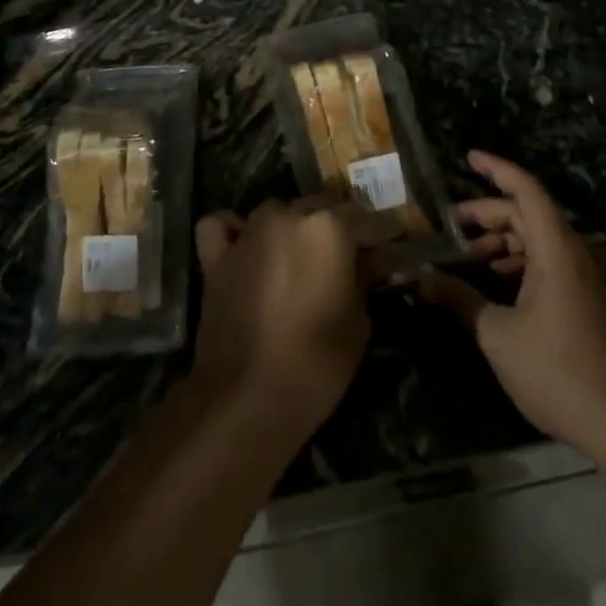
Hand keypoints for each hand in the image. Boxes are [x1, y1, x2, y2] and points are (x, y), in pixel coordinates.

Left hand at [192, 200, 370, 438]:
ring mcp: (248, 233)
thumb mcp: (359, 324)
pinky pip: (223, 227)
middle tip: (345, 260)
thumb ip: (364, 280)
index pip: (365, 218)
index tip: (388, 252)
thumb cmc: (316, 363)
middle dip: (336, 229)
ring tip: (297, 259)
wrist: (246, 397)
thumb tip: (369, 262)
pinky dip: (233, 231)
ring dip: (290, 227)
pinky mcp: (217, 256)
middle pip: (319, 208)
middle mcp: (287, 216)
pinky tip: (244, 248)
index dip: (379, 237)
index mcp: (328, 227)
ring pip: (276, 212)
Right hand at [421, 152, 605, 455]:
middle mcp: (579, 254)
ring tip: (474, 257)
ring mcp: (593, 279)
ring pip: (544, 241)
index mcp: (557, 249)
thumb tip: (421, 281)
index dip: (496, 169)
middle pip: (531, 215)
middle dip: (490, 215)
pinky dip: (527, 263)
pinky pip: (558, 264)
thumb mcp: (497, 335)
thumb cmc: (559, 372)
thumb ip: (459, 300)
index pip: (526, 190)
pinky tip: (505, 287)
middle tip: (453, 227)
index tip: (469, 158)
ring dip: (508, 242)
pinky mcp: (598, 303)